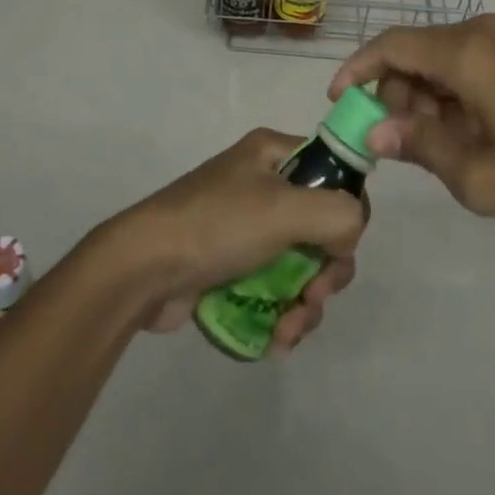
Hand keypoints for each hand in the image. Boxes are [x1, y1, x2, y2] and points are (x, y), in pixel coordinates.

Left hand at [101, 129, 366, 351]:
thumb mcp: (284, 209)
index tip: (339, 246)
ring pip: (303, 265)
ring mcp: (248, 228)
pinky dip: (284, 314)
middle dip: (327, 271)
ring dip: (306, 303)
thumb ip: (337, 214)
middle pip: (323, 227)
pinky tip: (276, 339)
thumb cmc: (216, 225)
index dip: (346, 212)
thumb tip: (351, 233)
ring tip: (289, 329)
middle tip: (314, 295)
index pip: (334, 173)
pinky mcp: (234, 267)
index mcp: (274, 154)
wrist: (143, 269)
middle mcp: (264, 185)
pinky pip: (276, 289)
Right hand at [328, 14, 494, 230]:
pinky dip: (450, 93)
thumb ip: (419, 147)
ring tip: (436, 147)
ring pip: (439, 59)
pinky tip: (467, 133)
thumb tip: (373, 133)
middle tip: (396, 143)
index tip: (337, 101)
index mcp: (464, 53)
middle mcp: (479, 33)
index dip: (356, 69)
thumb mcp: (479, 176)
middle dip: (393, 94)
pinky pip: (467, 63)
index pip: (389, 46)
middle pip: (413, 53)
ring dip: (423, 97)